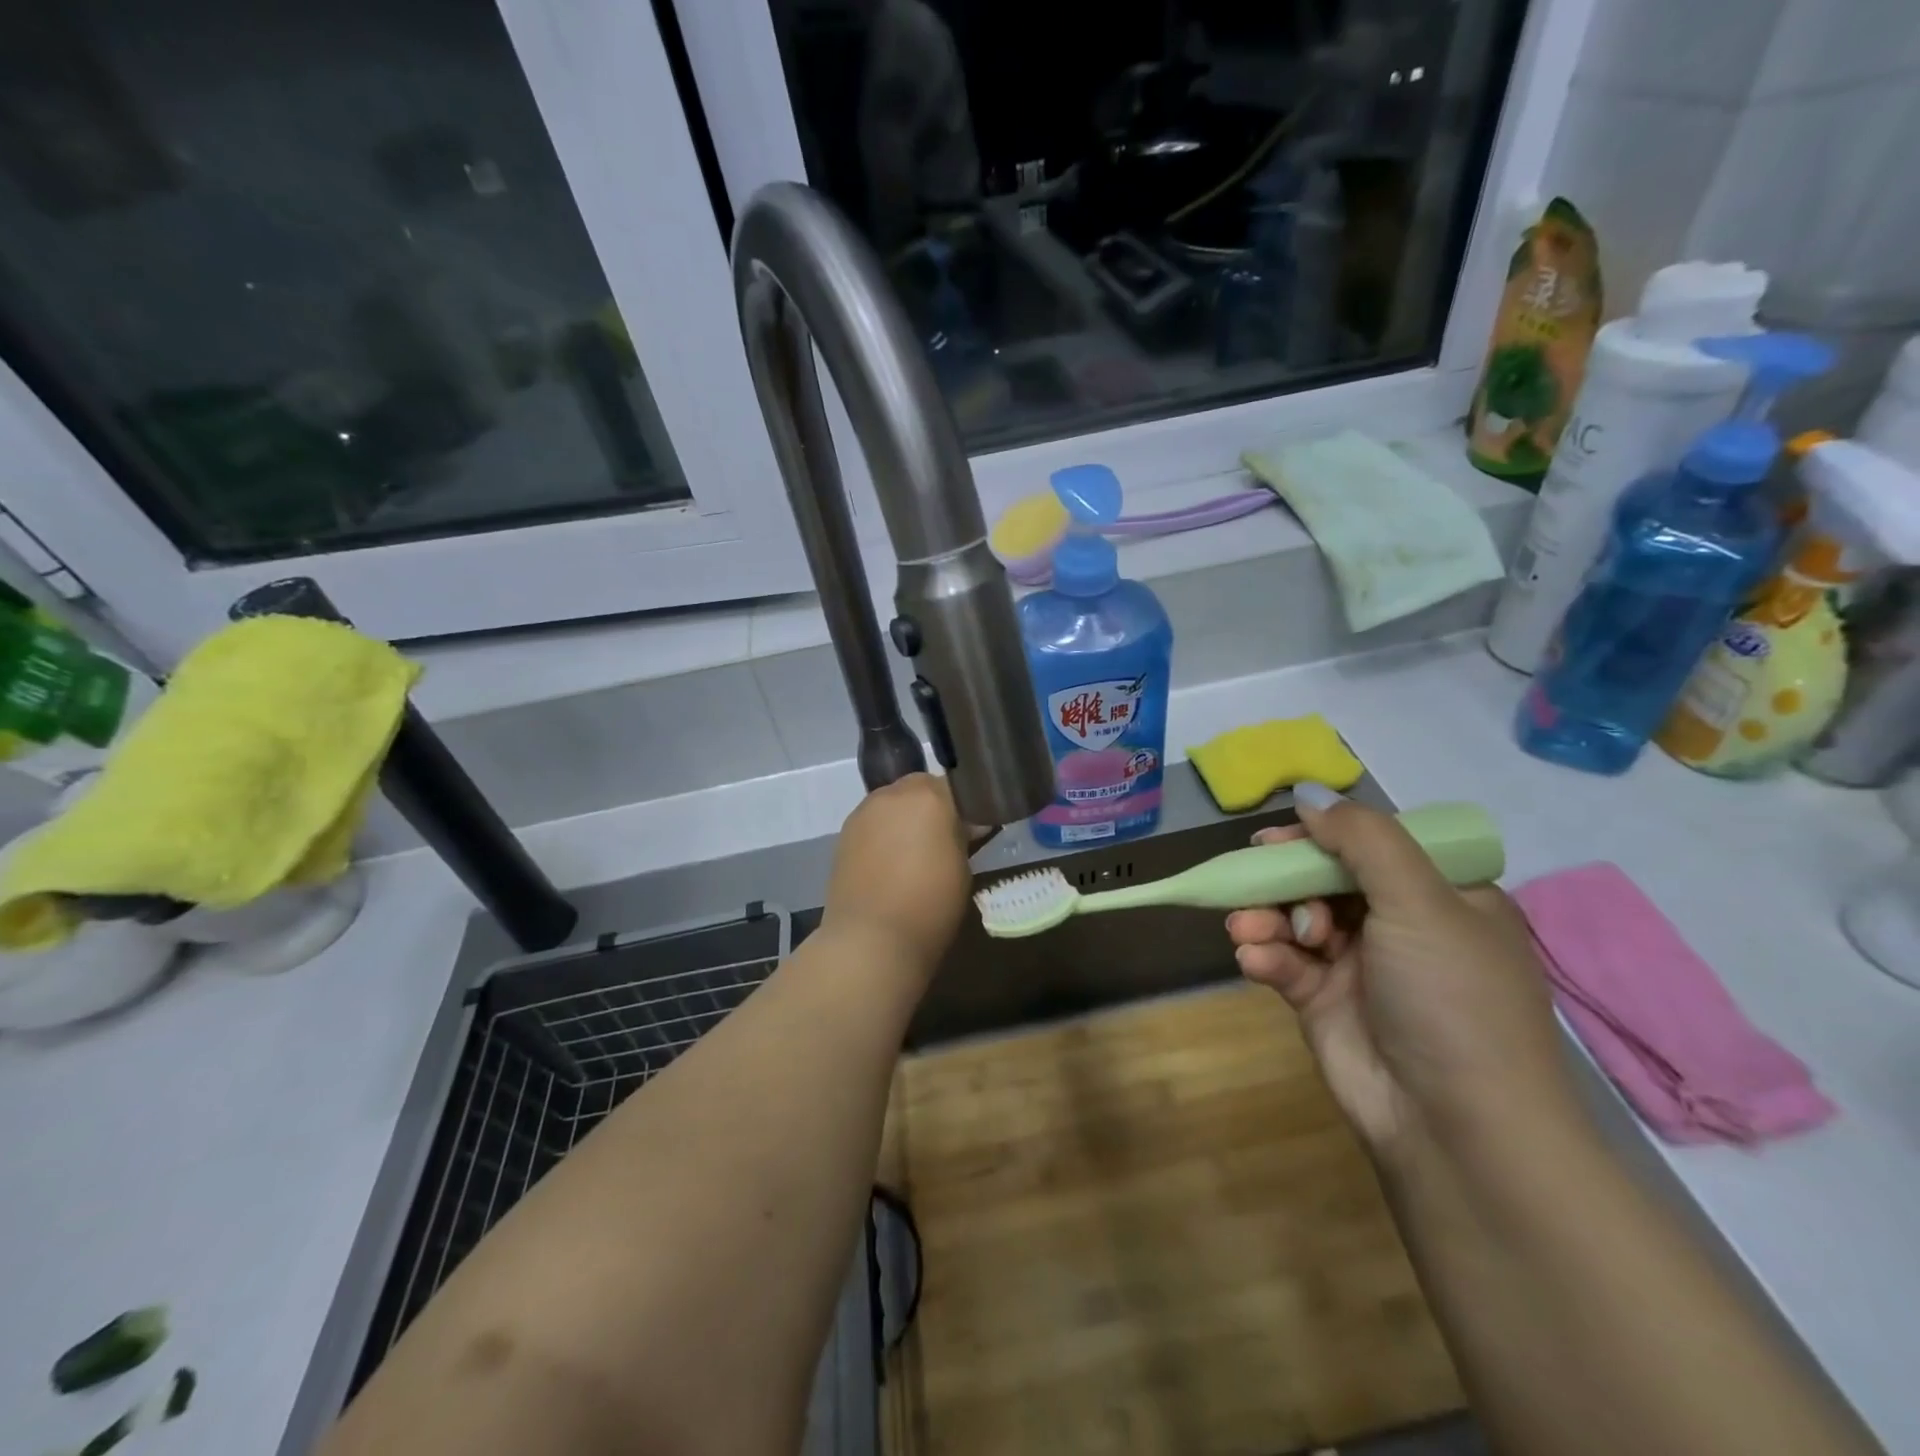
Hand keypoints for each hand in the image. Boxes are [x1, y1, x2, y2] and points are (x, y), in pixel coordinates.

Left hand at [822, 774, 971, 976]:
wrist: (870, 939)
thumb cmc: (930, 905)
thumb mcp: (963, 869)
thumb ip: (963, 837)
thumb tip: (967, 825)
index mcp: (930, 797)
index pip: (955, 785)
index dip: (965, 806)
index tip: (972, 829)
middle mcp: (894, 794)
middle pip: (919, 788)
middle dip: (932, 806)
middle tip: (942, 839)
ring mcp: (864, 812)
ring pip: (892, 803)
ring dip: (905, 817)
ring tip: (913, 853)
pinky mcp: (844, 833)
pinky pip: (872, 822)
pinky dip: (883, 833)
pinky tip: (888, 863)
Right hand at [1227, 786, 1576, 1153]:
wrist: (1453, 1126)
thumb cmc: (1451, 998)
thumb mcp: (1421, 902)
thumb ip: (1363, 839)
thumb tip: (1310, 794)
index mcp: (1442, 897)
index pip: (1374, 845)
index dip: (1325, 835)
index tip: (1281, 836)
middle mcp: (1400, 925)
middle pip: (1324, 877)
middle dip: (1285, 878)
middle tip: (1251, 878)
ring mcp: (1359, 964)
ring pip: (1295, 916)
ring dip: (1266, 917)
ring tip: (1248, 929)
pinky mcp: (1321, 1000)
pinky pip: (1283, 960)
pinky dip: (1265, 955)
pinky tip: (1255, 960)